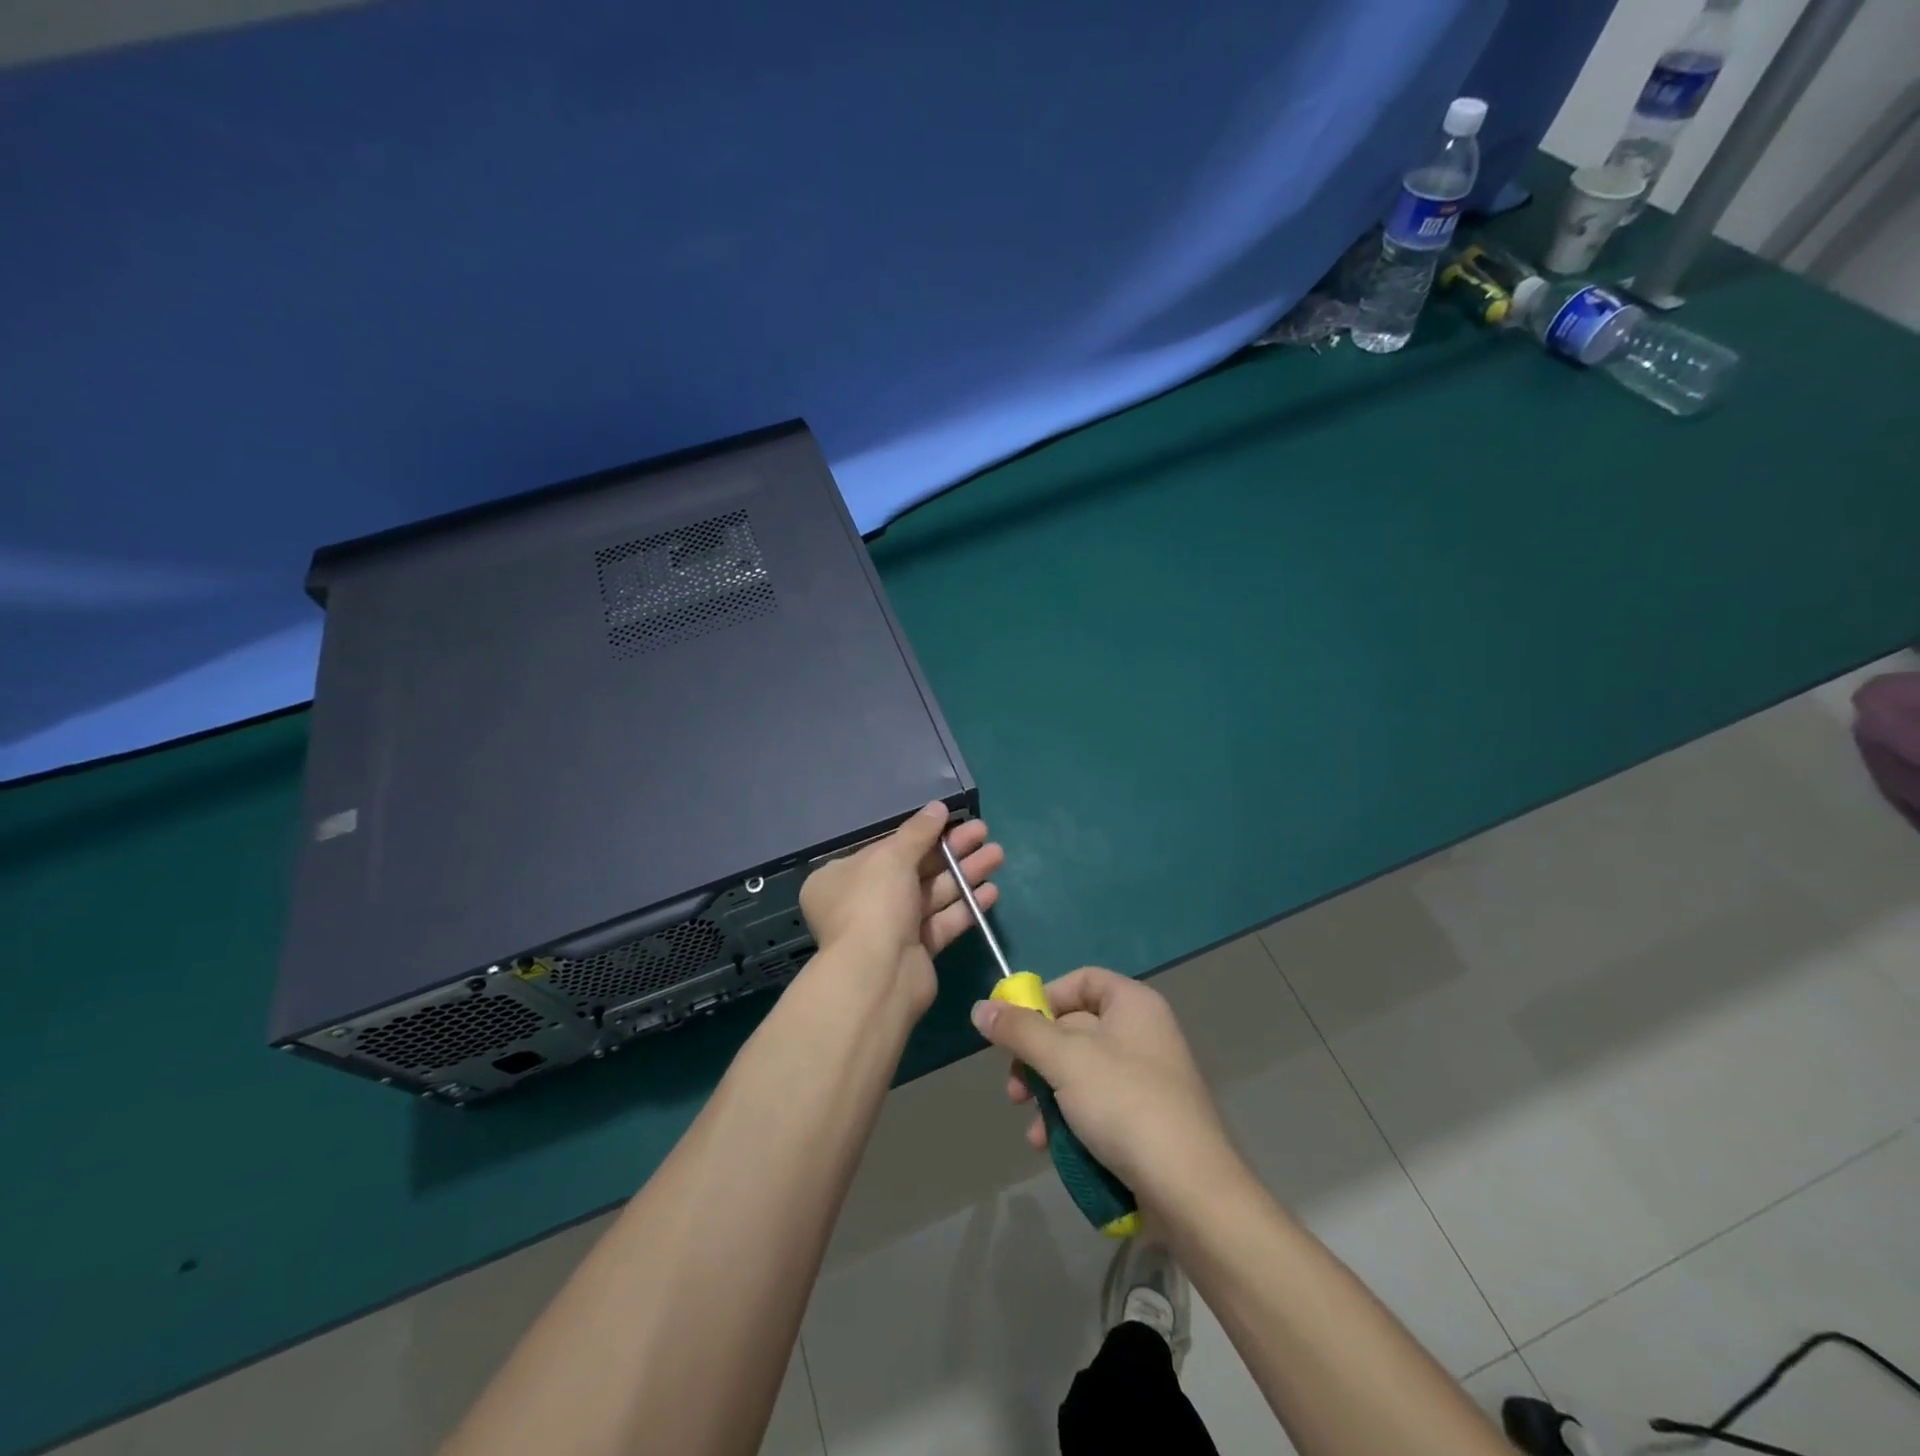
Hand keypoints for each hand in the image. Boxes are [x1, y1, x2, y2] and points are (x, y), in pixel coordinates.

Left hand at [799, 802, 1003, 1018]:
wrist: (878, 975)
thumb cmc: (874, 903)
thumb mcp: (893, 856)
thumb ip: (918, 831)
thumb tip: (938, 807)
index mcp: (842, 877)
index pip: (885, 848)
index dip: (920, 833)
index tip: (951, 820)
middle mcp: (862, 902)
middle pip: (914, 869)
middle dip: (951, 850)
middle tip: (983, 831)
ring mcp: (890, 929)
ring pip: (932, 894)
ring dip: (965, 874)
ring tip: (997, 855)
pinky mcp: (915, 951)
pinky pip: (942, 922)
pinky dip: (965, 906)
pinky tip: (991, 891)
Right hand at [970, 968, 1238, 1208]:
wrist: (1189, 1191)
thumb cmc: (1125, 1104)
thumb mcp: (1064, 1060)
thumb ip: (1020, 1031)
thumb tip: (980, 1008)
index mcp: (1133, 1004)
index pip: (1081, 981)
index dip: (1044, 998)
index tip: (1015, 1028)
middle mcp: (1142, 1033)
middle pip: (1073, 1028)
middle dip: (1037, 1059)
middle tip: (1015, 1089)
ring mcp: (1145, 1078)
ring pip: (1079, 1072)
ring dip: (1047, 1096)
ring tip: (1032, 1127)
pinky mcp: (1144, 1119)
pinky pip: (1096, 1104)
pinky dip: (1069, 1119)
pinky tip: (1050, 1146)